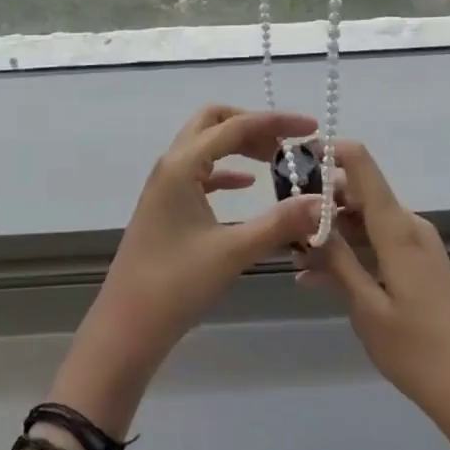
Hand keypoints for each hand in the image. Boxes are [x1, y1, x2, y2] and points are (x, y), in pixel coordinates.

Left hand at [54, 106, 324, 433]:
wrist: (127, 327)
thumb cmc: (176, 286)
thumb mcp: (233, 252)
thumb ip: (280, 223)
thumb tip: (323, 202)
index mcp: (182, 165)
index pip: (235, 126)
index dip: (276, 122)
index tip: (311, 126)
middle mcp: (171, 165)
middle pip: (214, 122)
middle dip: (252, 124)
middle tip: (287, 144)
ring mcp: (165, 185)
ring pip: (206, 146)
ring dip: (239, 146)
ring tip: (276, 161)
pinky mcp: (166, 206)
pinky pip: (200, 173)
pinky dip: (226, 171)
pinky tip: (249, 185)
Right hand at [297, 141, 449, 449]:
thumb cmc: (419, 352)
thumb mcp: (367, 308)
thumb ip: (336, 261)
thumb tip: (307, 220)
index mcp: (397, 228)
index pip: (361, 164)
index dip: (328, 151)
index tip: (291, 160)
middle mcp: (409, 226)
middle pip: (358, 192)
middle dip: (319, 202)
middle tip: (282, 224)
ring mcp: (417, 246)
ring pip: (365, 221)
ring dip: (331, 233)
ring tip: (294, 258)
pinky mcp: (420, 267)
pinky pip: (378, 243)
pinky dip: (350, 252)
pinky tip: (318, 279)